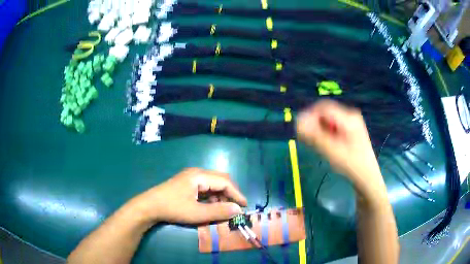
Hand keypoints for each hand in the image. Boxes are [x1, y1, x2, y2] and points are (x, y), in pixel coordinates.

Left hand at [127, 168, 247, 224]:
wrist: (149, 206)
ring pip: (213, 184)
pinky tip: (211, 207)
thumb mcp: (197, 213)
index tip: (245, 206)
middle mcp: (197, 173)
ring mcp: (191, 177)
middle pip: (220, 180)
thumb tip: (238, 210)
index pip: (225, 182)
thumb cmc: (173, 208)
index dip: (237, 194)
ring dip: (221, 196)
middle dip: (230, 194)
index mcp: (200, 176)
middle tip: (236, 207)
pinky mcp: (188, 183)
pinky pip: (206, 188)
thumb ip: (218, 211)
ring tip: (224, 210)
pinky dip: (212, 197)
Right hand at [296, 100, 385, 196]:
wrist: (366, 177)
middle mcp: (350, 116)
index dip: (309, 116)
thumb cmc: (351, 164)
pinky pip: (332, 126)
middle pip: (325, 113)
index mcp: (349, 118)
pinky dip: (324, 132)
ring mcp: (350, 122)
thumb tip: (298, 122)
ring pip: (328, 119)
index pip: (323, 108)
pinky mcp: (349, 129)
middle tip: (304, 138)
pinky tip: (322, 144)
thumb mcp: (332, 151)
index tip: (300, 130)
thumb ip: (314, 136)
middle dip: (313, 123)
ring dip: (318, 128)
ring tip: (313, 144)